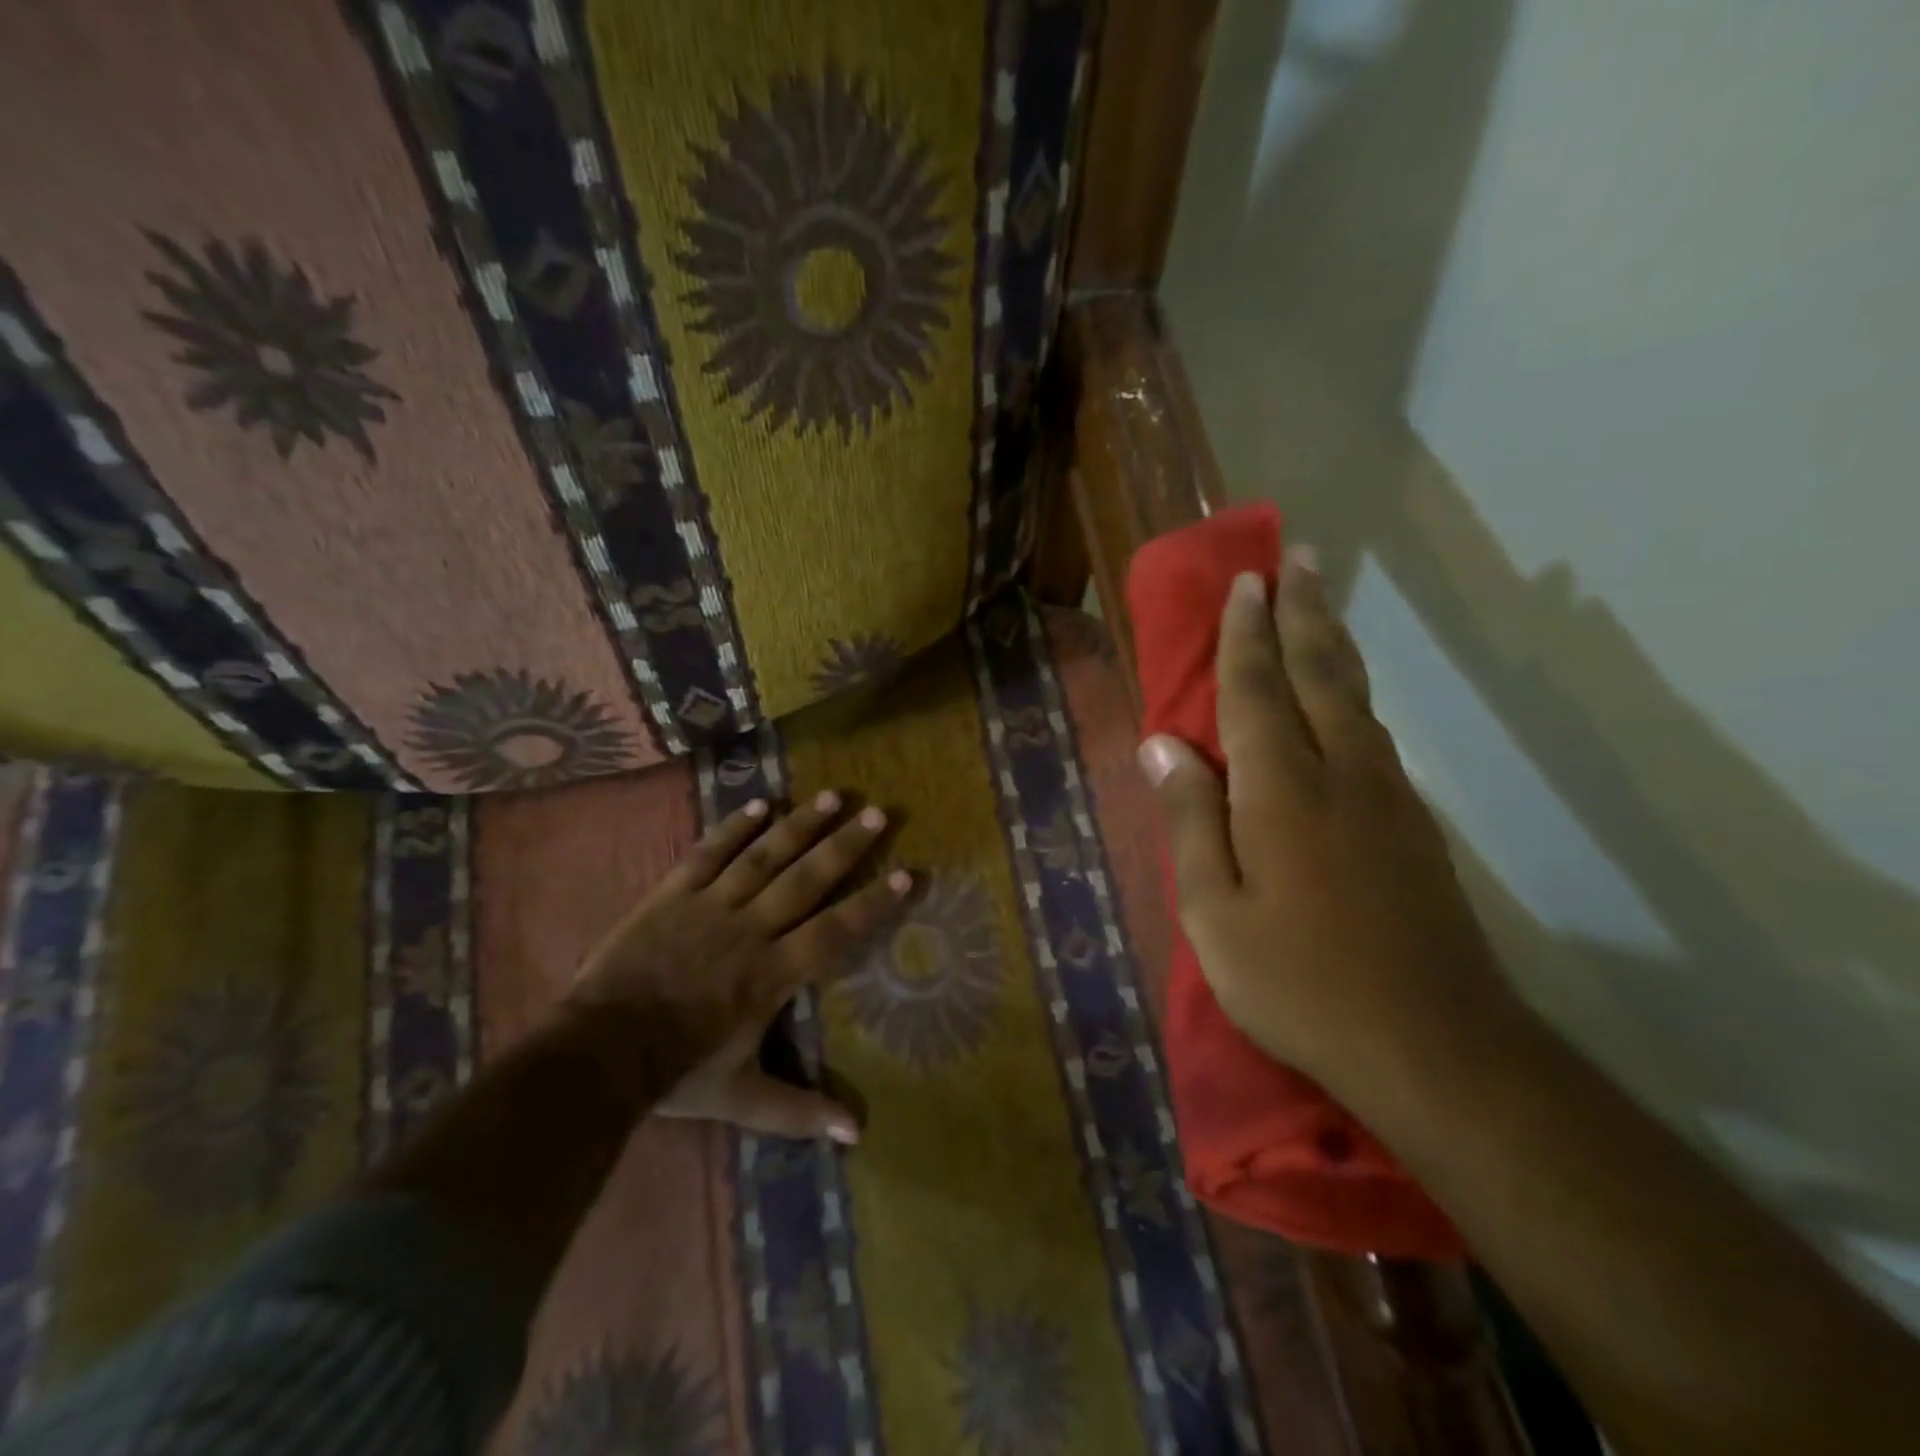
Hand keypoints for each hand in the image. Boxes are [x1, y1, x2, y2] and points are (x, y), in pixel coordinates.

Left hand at [560, 790, 909, 1141]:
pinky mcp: (673, 893)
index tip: (905, 873)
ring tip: (833, 796)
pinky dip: (734, 827)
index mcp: (771, 975)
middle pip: (806, 880)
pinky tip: (760, 803)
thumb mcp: (742, 1098)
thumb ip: (799, 1111)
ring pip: (764, 856)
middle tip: (877, 814)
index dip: (872, 903)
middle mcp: (750, 929)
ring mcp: (710, 906)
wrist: (596, 1053)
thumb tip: (857, 1133)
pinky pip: (709, 853)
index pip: (834, 932)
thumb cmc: (675, 1072)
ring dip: (800, 825)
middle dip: (845, 846)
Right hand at [1137, 546, 1510, 1092]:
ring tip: (1319, 605)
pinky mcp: (1414, 827)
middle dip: (1303, 613)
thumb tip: (1162, 746)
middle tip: (1297, 559)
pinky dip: (1352, 696)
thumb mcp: (1214, 912)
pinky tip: (1345, 699)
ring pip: (1355, 699)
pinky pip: (1374, 736)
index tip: (1247, 582)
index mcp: (1282, 791)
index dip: (1247, 635)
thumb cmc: (1298, 982)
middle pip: (1320, 674)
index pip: (1257, 691)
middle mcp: (1341, 774)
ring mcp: (1388, 798)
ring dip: (1333, 644)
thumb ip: (1190, 821)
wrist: (1433, 1045)